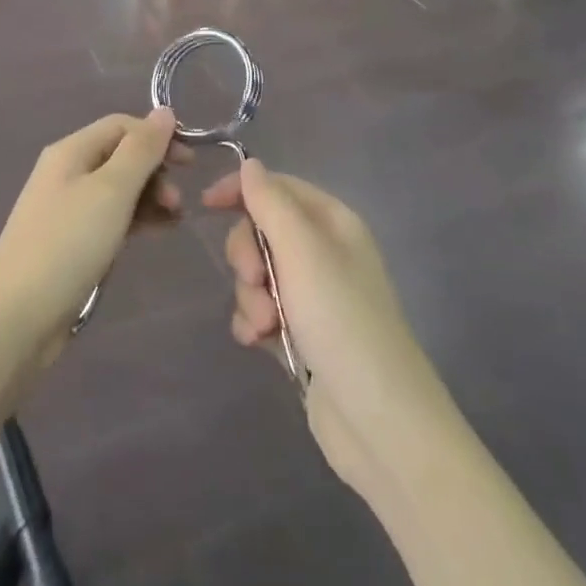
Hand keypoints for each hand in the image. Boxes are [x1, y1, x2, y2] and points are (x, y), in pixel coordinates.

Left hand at [0, 110, 185, 355]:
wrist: (16, 319)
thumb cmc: (67, 245)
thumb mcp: (111, 191)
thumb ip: (141, 150)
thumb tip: (165, 111)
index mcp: (71, 151)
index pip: (122, 125)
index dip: (157, 136)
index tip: (190, 164)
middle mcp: (67, 172)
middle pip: (121, 155)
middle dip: (155, 170)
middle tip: (178, 202)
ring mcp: (66, 208)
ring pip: (118, 188)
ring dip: (149, 196)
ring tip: (174, 220)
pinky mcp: (70, 242)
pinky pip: (111, 216)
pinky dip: (136, 219)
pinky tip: (157, 232)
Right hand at [205, 160, 458, 504]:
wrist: (379, 421)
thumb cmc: (341, 320)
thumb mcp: (302, 251)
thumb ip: (271, 202)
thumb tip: (250, 163)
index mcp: (333, 222)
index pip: (278, 186)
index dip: (242, 190)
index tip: (206, 205)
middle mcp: (324, 252)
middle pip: (263, 230)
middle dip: (248, 256)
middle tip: (255, 281)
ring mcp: (314, 295)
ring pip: (258, 274)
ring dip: (251, 297)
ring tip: (266, 326)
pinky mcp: (303, 334)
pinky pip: (261, 311)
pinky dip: (254, 323)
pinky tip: (258, 343)